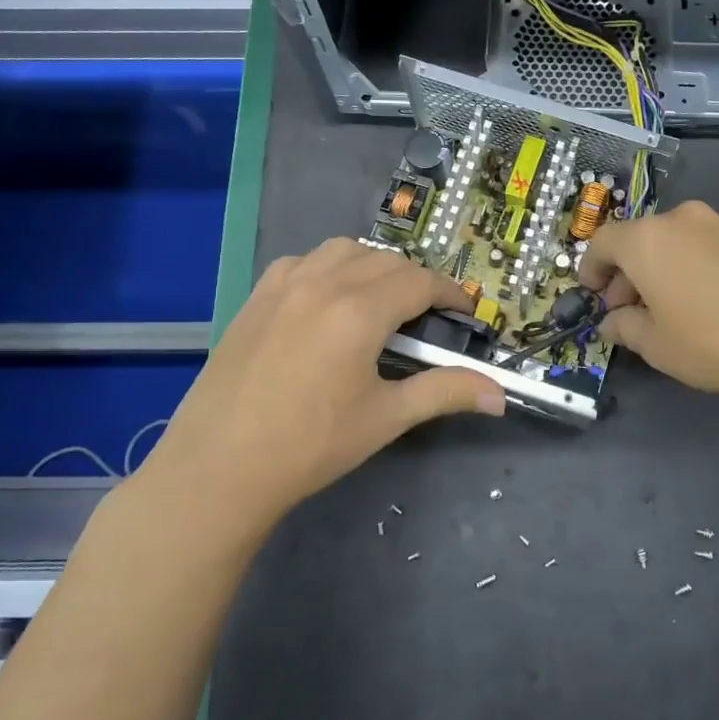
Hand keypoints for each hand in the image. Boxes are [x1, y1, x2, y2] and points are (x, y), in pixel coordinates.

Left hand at [136, 239, 503, 530]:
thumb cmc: (310, 445)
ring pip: (344, 250)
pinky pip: (303, 261)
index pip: (420, 282)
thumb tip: (499, 396)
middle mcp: (323, 283)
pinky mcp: (256, 297)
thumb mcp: (386, 418)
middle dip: (417, 281)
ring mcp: (283, 285)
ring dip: (373, 266)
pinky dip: (329, 267)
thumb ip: (446, 393)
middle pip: (387, 261)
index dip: (450, 293)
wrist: (218, 468)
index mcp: (358, 311)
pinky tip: (328, 300)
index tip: (465, 312)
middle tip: (429, 316)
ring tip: (381, 301)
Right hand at [578, 199, 718, 418]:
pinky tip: (713, 305)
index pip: (603, 242)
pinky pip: (710, 249)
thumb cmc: (716, 340)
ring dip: (664, 271)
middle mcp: (683, 221)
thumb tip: (614, 321)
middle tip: (630, 312)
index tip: (591, 294)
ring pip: (677, 244)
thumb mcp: (659, 346)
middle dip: (628, 275)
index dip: (591, 268)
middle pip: (641, 241)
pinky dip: (697, 269)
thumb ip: (627, 328)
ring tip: (673, 311)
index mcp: (647, 240)